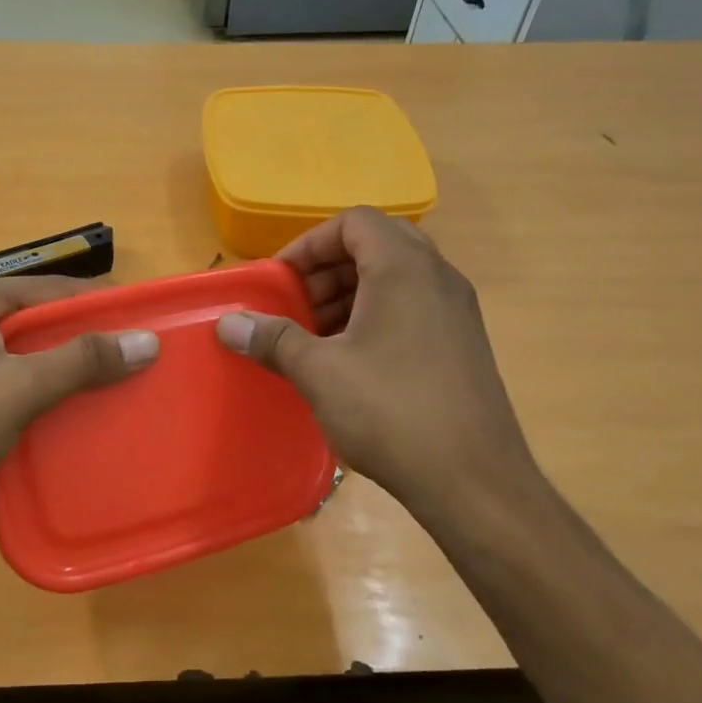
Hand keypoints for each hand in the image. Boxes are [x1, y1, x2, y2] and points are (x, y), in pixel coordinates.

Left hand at [0, 277, 158, 553]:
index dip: (96, 305)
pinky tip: (40, 416)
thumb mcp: (19, 390)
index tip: (139, 323)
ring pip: (6, 353)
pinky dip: (16, 390)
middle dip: (73, 340)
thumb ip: (82, 361)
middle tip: (121, 362)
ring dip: (46, 369)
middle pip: (27, 320)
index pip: (48, 289)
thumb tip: (145, 341)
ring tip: (91, 390)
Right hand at [216, 207, 547, 533]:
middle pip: (376, 245)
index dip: (309, 245)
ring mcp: (456, 312)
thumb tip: (228, 323)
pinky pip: (413, 308)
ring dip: (350, 295)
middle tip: (296, 307)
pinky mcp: (463, 344)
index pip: (354, 222)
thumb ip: (273, 339)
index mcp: (404, 268)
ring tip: (317, 337)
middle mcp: (438, 278)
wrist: (473, 480)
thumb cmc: (391, 412)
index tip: (280, 282)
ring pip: (396, 278)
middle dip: (327, 271)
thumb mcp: (320, 373)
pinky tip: (351, 362)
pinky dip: (376, 317)